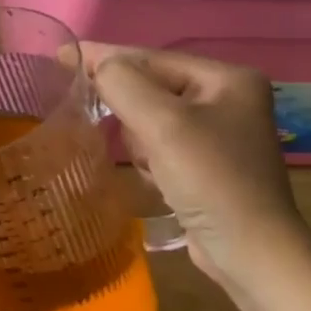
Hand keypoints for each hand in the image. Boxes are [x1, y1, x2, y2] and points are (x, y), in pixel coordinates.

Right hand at [82, 44, 310, 288]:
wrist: (251, 255)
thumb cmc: (211, 180)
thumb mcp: (162, 123)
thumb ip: (122, 83)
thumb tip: (95, 65)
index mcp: (227, 78)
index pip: (151, 58)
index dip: (104, 56)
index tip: (60, 54)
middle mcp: (226, 98)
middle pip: (150, 88)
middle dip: (132, 114)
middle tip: (127, 136)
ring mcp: (218, 132)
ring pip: (148, 118)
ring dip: (140, 141)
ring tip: (153, 166)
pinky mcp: (206, 163)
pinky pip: (159, 143)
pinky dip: (149, 158)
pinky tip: (159, 180)